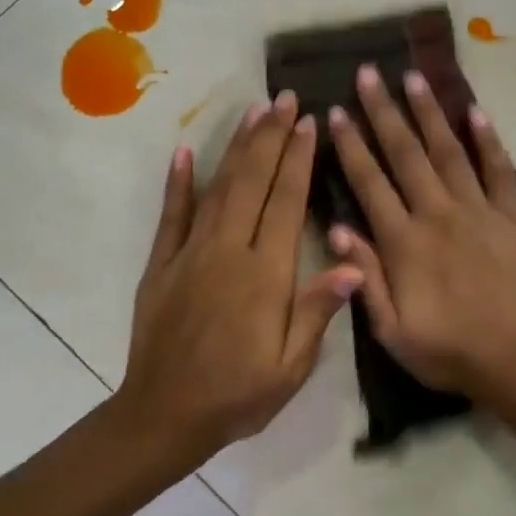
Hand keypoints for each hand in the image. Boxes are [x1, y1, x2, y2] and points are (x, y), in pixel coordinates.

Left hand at [117, 92, 363, 466]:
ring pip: (218, 189)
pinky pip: (171, 216)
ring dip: (236, 148)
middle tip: (285, 100)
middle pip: (253, 183)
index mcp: (265, 276)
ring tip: (253, 113)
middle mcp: (228, 252)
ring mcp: (190, 255)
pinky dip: (178, 183)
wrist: (166, 415)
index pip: (287, 204)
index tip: (309, 124)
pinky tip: (184, 152)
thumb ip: (317, 311)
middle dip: (271, 138)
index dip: (299, 161)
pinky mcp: (161, 266)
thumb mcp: (291, 366)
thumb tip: (354, 264)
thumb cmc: (238, 396)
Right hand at [327, 64, 515, 396]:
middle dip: (384, 112)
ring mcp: (480, 212)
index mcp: (403, 243)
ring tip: (414, 78)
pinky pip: (500, 171)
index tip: (336, 112)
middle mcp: (438, 215)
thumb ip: (365, 277)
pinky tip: (476, 113)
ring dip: (430, 113)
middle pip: (406, 155)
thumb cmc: (448, 352)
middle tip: (369, 73)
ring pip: (449, 152)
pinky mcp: (515, 218)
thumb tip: (338, 229)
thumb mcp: (391, 330)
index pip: (370, 183)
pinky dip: (488, 141)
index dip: (351, 146)